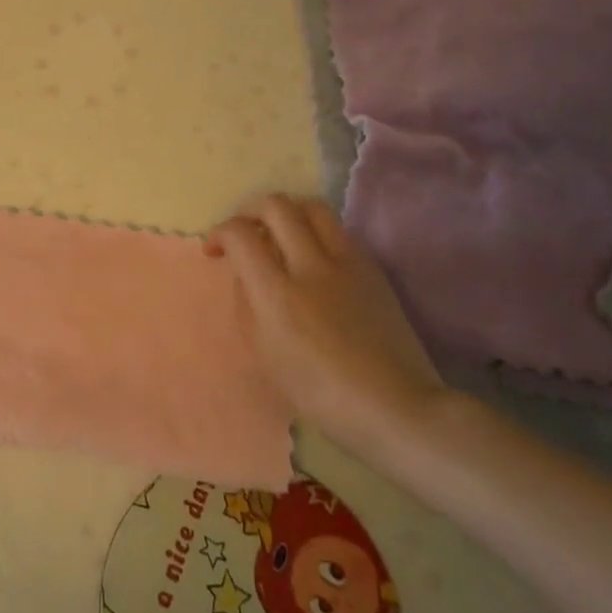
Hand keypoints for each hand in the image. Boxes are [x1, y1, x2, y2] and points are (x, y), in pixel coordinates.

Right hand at [207, 194, 446, 461]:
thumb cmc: (320, 393)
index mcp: (278, 294)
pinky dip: (316, 232)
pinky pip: (337, 231)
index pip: (240, 234)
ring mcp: (347, 263)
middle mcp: (312, 266)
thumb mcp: (265, 355)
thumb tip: (245, 272)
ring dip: (287, 212)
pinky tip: (312, 258)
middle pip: (276, 206)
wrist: (395, 407)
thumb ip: (248, 304)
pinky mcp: (372, 268)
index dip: (220, 233)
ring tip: (279, 235)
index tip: (216, 251)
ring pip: (312, 206)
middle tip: (244, 233)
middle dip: (250, 210)